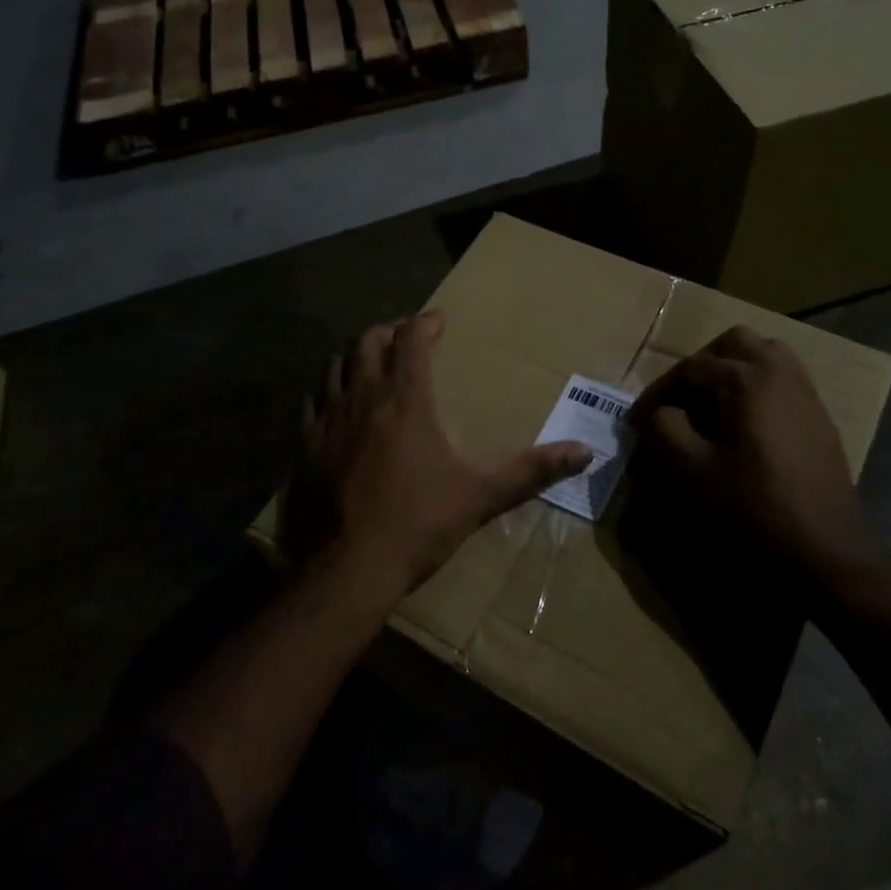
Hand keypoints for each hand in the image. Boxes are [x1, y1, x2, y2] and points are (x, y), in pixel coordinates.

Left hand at [280, 311, 591, 594]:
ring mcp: (328, 420)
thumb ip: (533, 471)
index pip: (411, 339)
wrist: (349, 568)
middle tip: (405, 337)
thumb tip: (586, 453)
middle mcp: (364, 397)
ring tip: (371, 366)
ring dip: (355, 356)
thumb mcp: (482, 496)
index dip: (425, 323)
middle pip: (368, 341)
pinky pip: (313, 402)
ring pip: (335, 365)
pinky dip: (328, 392)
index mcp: (407, 400)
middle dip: (389, 331)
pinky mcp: (304, 445)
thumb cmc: (419, 524)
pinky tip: (338, 408)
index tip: (439, 321)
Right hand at [628, 326, 881, 574]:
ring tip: (707, 407)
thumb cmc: (753, 509)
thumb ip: (665, 429)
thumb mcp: (692, 471)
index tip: (635, 421)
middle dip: (700, 365)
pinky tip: (739, 428)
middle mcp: (781, 374)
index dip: (657, 391)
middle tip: (677, 400)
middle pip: (734, 344)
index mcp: (748, 379)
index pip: (691, 367)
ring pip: (764, 357)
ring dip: (731, 372)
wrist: (826, 553)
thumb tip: (660, 413)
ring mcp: (806, 396)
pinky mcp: (818, 421)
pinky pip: (782, 382)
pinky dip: (755, 389)